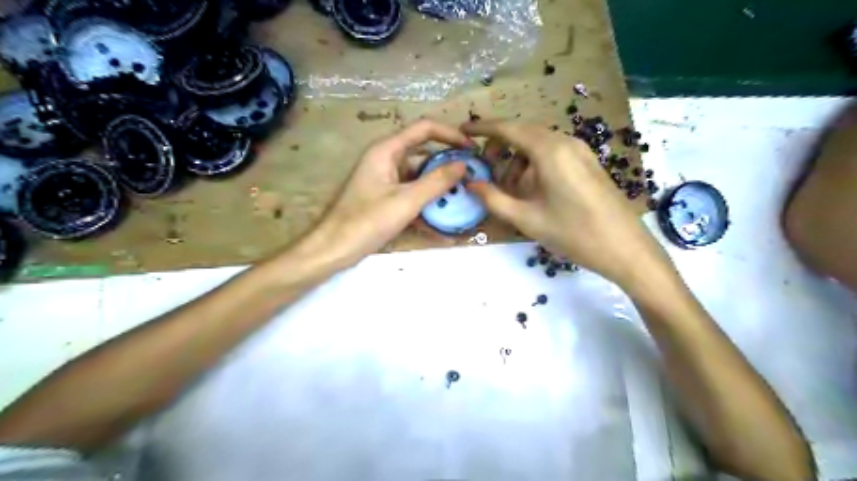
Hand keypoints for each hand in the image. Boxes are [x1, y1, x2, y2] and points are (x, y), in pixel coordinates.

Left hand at [299, 116, 474, 266]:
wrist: (334, 249)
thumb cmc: (366, 221)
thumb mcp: (406, 201)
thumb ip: (436, 182)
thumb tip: (464, 166)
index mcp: (387, 150)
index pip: (424, 129)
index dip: (451, 135)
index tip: (473, 150)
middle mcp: (386, 160)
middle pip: (424, 154)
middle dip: (448, 167)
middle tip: (473, 179)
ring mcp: (385, 180)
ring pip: (420, 178)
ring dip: (440, 189)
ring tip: (464, 201)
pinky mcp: (385, 199)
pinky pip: (412, 196)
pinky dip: (426, 205)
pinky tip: (444, 224)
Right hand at [466, 121, 671, 291]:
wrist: (625, 248)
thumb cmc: (573, 233)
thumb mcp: (526, 219)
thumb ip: (493, 199)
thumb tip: (469, 183)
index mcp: (549, 150)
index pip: (508, 128)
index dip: (482, 127)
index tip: (463, 130)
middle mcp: (565, 142)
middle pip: (523, 134)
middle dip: (499, 148)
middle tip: (485, 171)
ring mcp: (580, 151)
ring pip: (537, 145)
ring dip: (517, 160)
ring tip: (510, 191)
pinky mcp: (587, 162)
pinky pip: (553, 154)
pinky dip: (534, 165)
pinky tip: (532, 191)